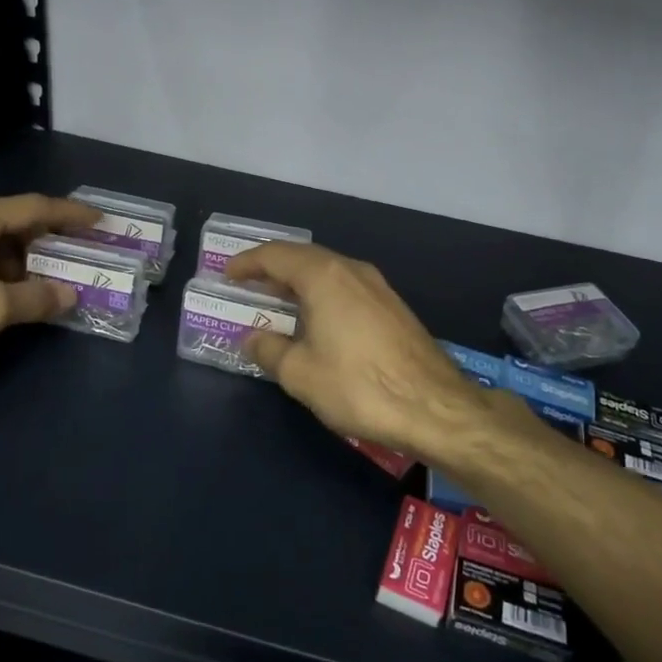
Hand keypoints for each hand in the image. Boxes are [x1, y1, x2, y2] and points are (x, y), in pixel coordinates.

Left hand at [0, 193, 98, 380]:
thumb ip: (37, 299)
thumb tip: (70, 295)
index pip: (33, 207)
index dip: (70, 215)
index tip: (100, 221)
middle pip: (13, 220)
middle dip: (49, 237)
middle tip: (81, 250)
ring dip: (25, 258)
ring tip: (52, 278)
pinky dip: (2, 270)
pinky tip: (12, 292)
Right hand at [226, 242, 497, 462]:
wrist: (434, 406)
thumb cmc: (359, 386)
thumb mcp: (301, 373)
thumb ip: (269, 350)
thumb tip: (253, 338)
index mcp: (324, 276)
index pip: (276, 255)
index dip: (247, 263)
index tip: (227, 274)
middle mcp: (352, 270)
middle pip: (303, 258)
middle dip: (272, 269)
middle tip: (247, 285)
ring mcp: (377, 287)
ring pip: (327, 272)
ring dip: (298, 282)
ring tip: (276, 301)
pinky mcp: (393, 307)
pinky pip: (346, 288)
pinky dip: (321, 295)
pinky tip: (315, 320)